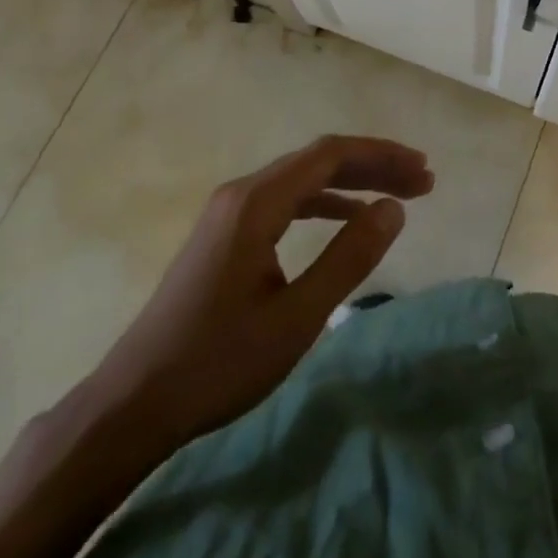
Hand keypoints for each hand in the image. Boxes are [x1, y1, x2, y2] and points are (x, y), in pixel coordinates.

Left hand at [77, 135, 433, 452]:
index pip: (330, 155)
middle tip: (423, 181)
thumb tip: (394, 209)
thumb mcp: (296, 318)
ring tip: (397, 198)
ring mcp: (229, 212)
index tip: (423, 172)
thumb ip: (349, 258)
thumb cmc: (218, 363)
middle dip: (373, 166)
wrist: (134, 403)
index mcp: (257, 203)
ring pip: (303, 180)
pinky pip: (285, 201)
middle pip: (318, 161)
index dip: (382, 157)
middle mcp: (242, 193)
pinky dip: (324, 203)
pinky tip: (347, 220)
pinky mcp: (225, 235)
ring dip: (352, 183)